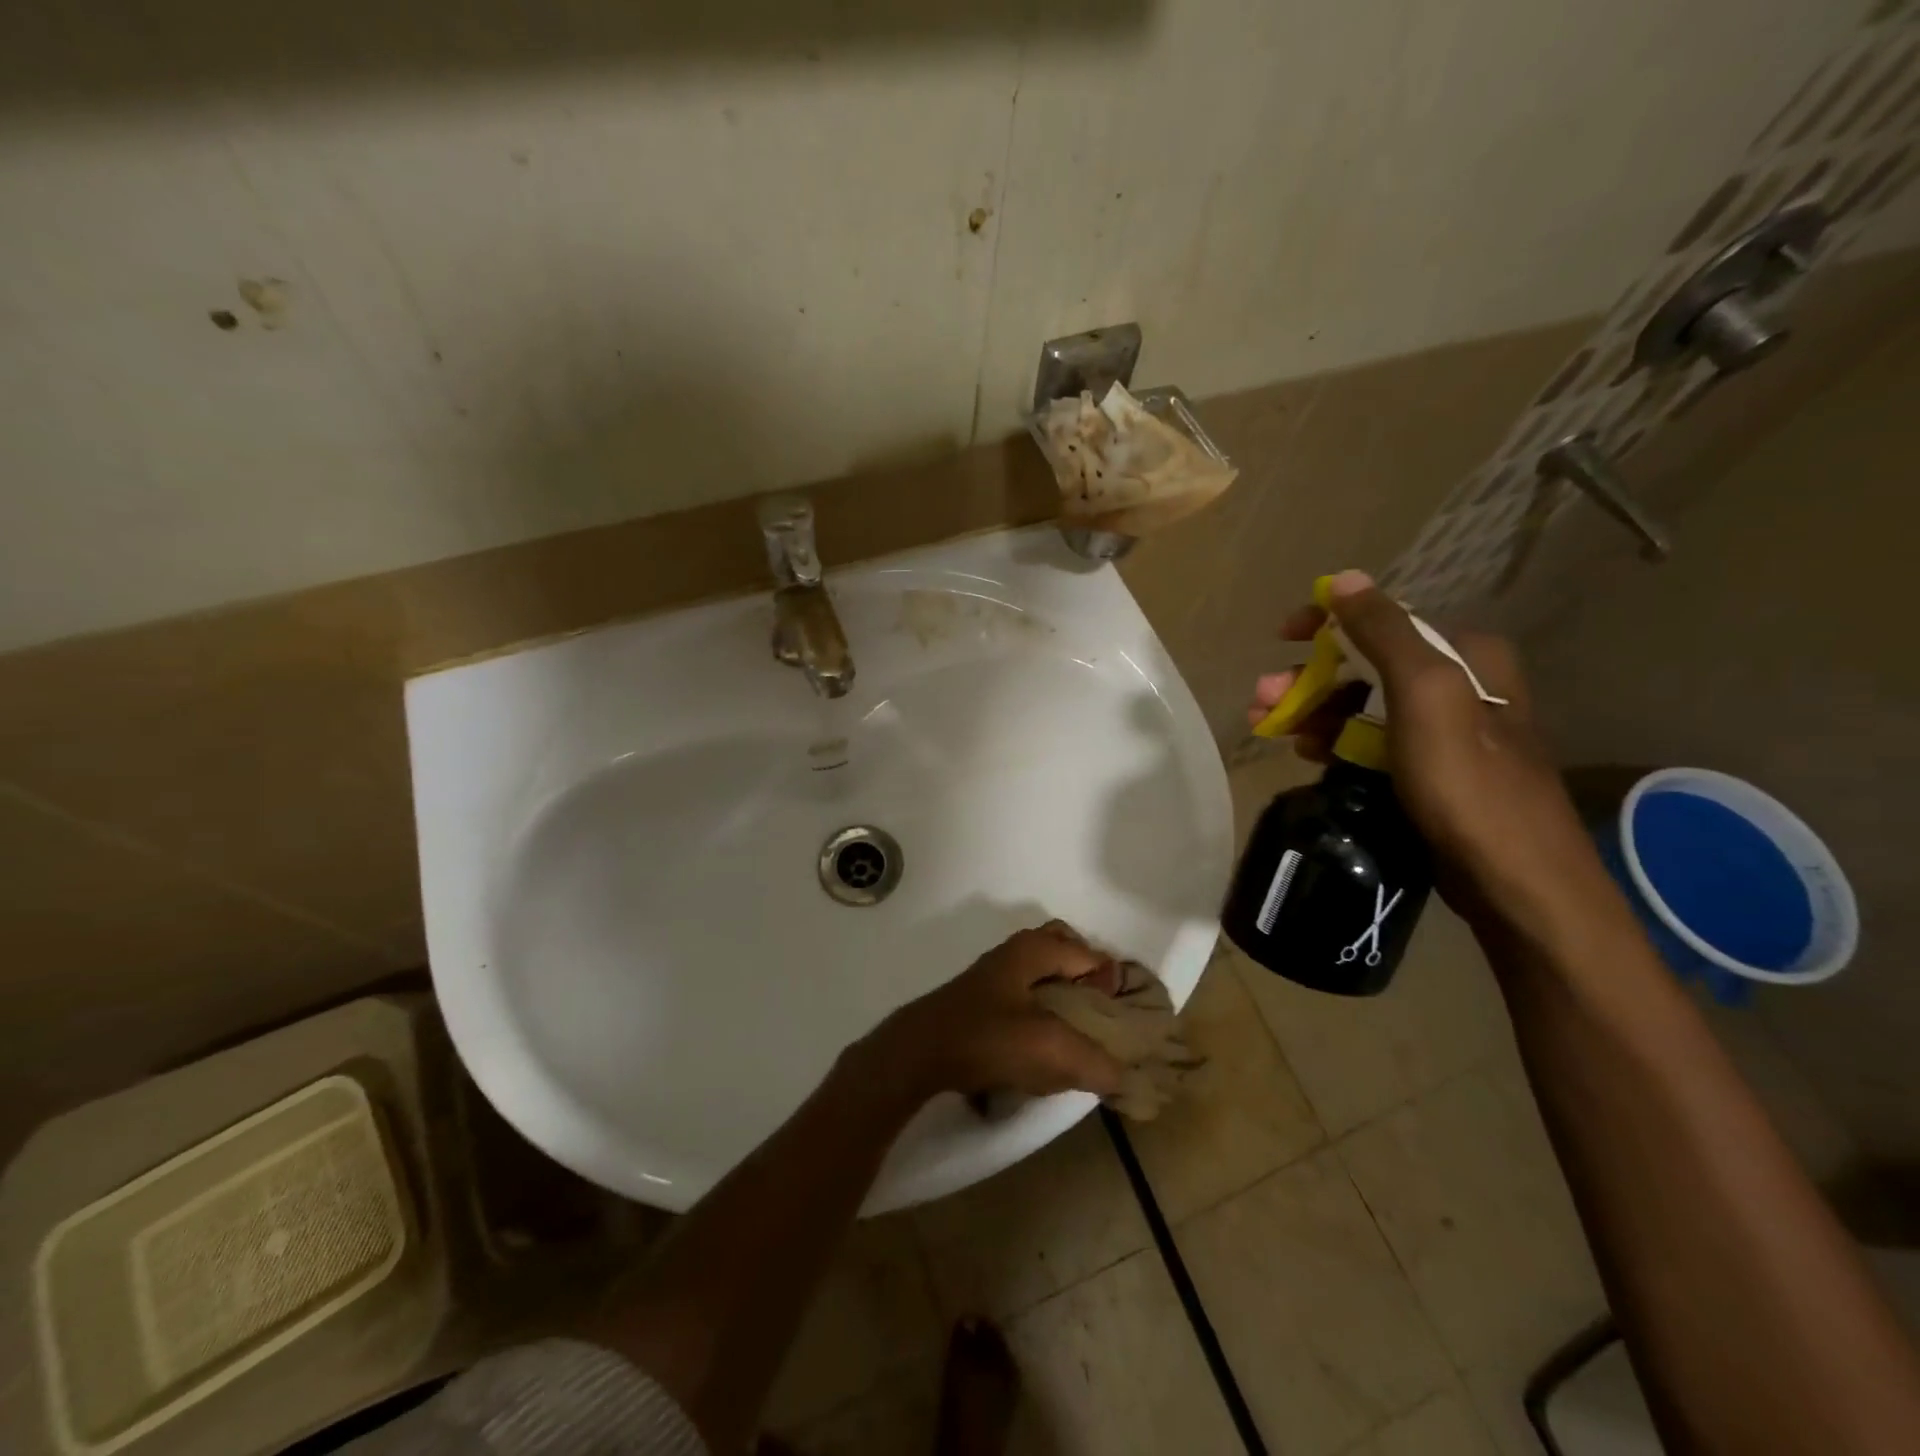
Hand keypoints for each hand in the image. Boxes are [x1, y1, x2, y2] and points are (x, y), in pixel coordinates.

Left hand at [869, 922, 1130, 1099]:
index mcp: (1035, 950)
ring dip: (1062, 990)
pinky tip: (1041, 1041)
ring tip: (1076, 1030)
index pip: (1089, 954)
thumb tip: (1123, 1076)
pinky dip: (1040, 1005)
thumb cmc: (988, 1038)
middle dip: (1085, 974)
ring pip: (1040, 970)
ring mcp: (994, 973)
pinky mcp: (980, 998)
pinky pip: (1023, 990)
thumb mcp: (1050, 1050)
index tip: (1125, 1014)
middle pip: (1063, 948)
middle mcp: (1015, 951)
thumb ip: (1095, 1062)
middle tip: (1099, 1010)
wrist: (919, 1052)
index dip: (1112, 981)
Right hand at [1249, 571, 1613, 936]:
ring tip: (1272, 730)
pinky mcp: (1432, 772)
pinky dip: (1336, 742)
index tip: (1280, 636)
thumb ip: (1386, 632)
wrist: (1516, 881)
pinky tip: (1308, 754)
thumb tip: (1346, 579)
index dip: (1326, 623)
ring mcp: (1446, 732)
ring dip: (1314, 712)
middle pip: (1365, 666)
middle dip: (1309, 679)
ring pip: (1363, 706)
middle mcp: (1460, 684)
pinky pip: (1371, 742)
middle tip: (1263, 702)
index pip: (1384, 620)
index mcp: (1465, 656)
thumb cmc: (1468, 783)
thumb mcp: (1425, 695)